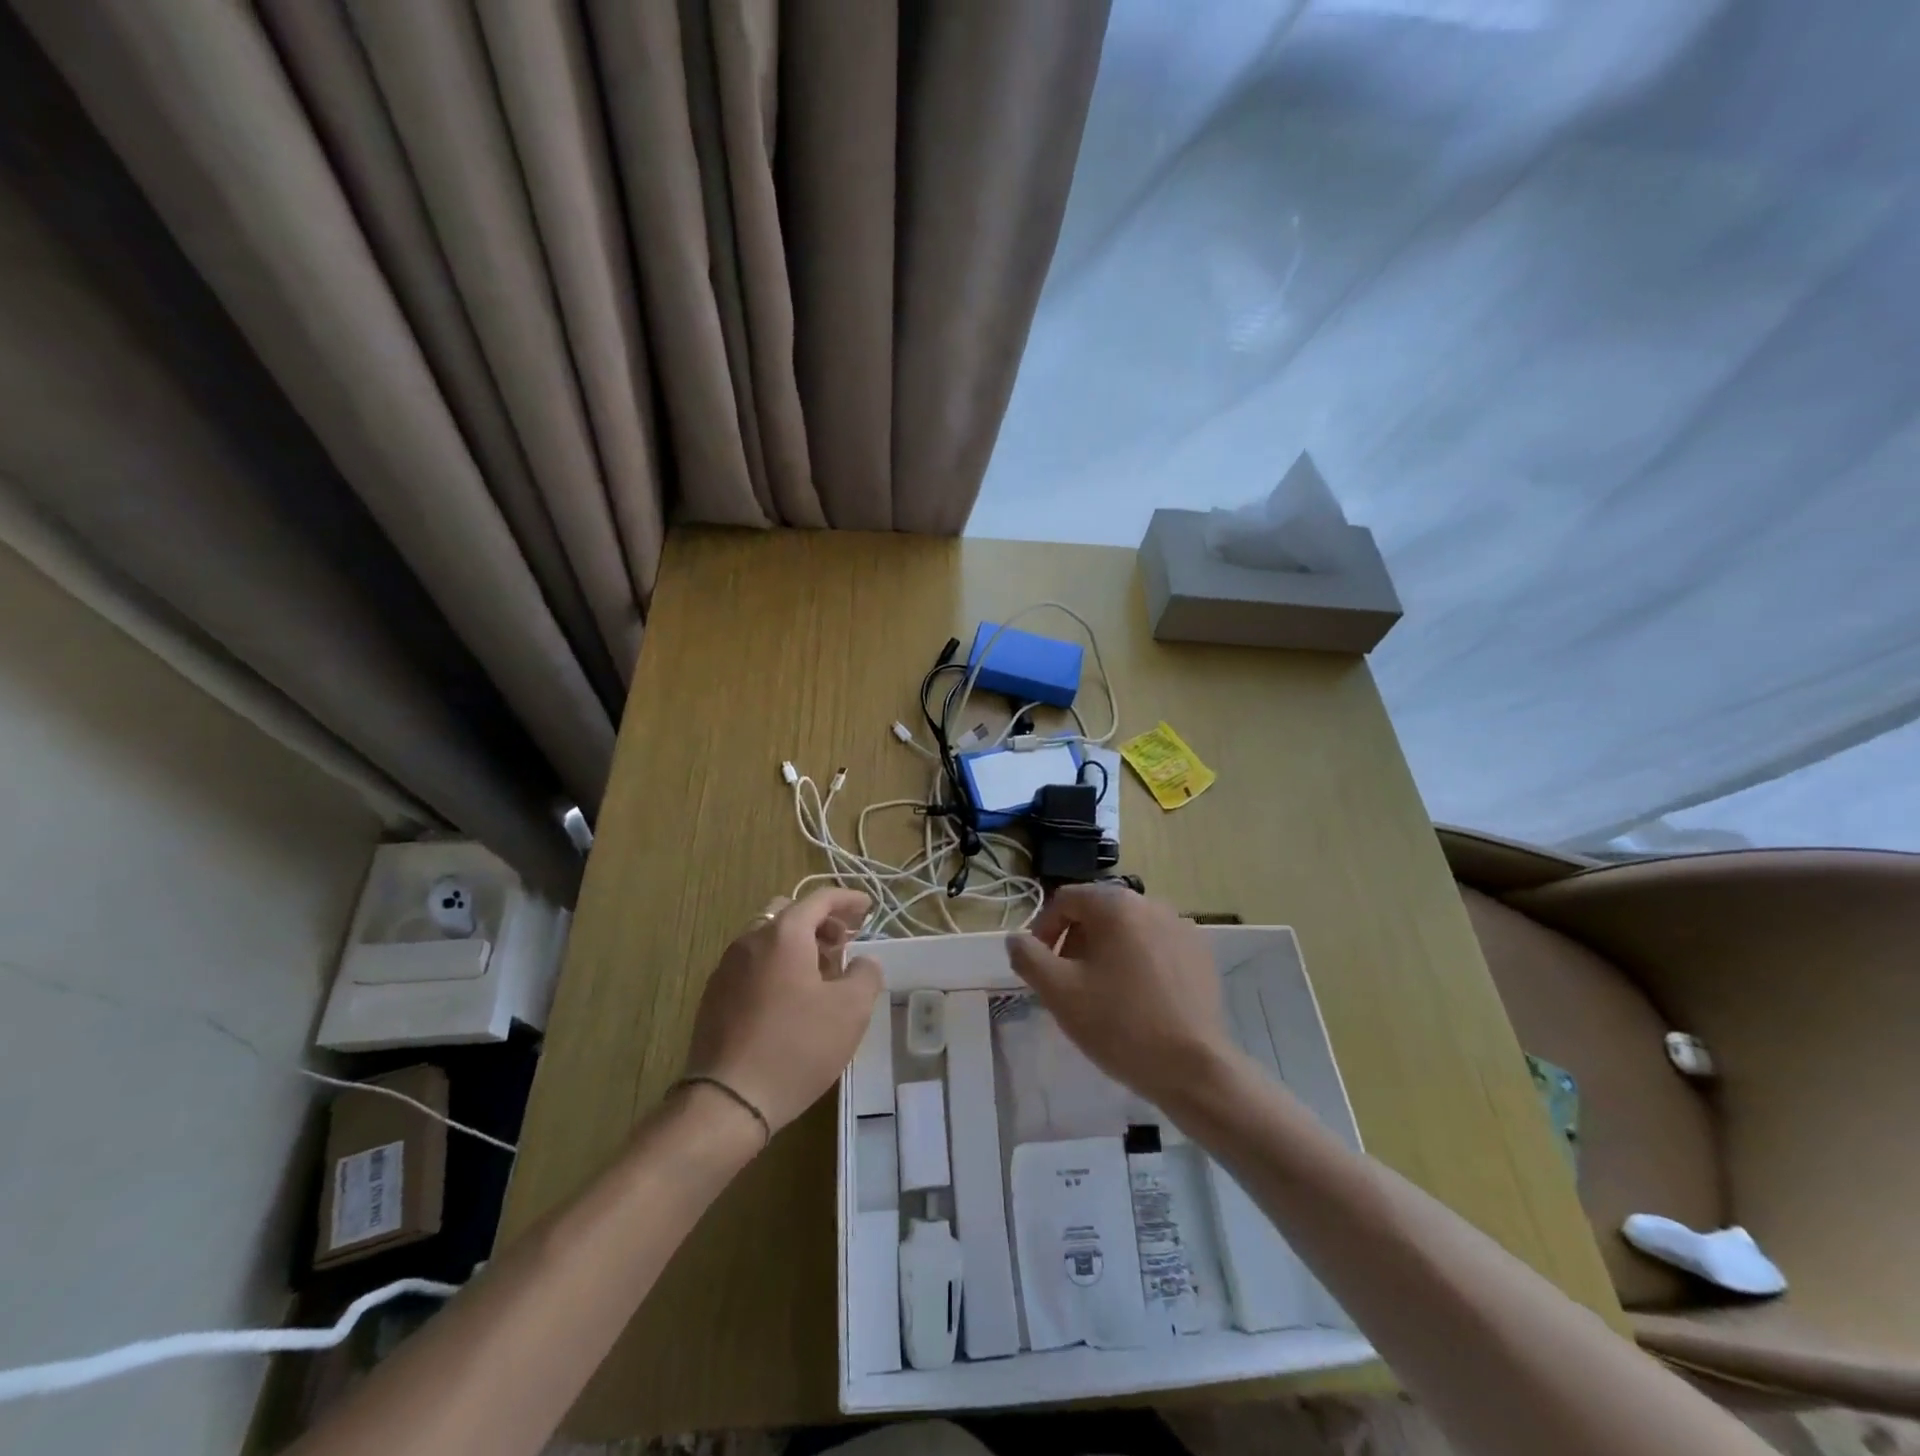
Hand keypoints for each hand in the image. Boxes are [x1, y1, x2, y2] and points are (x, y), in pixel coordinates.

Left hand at [684, 888, 881, 1135]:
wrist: (727, 1101)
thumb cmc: (796, 1047)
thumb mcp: (851, 1010)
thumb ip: (866, 974)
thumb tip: (862, 962)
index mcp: (784, 934)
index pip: (819, 899)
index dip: (847, 899)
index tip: (868, 908)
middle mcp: (750, 940)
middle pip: (789, 913)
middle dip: (820, 922)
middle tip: (844, 944)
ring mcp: (727, 967)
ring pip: (768, 938)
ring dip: (798, 945)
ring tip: (821, 976)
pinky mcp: (714, 995)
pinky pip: (752, 964)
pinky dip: (776, 966)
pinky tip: (791, 1000)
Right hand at [1006, 885, 1238, 1109]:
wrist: (1193, 1069)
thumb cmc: (1119, 1024)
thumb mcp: (1059, 992)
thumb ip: (1029, 957)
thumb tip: (1016, 939)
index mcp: (1116, 905)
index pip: (1066, 899)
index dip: (1044, 929)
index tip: (1040, 966)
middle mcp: (1151, 904)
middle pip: (1098, 912)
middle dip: (1075, 941)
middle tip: (1068, 982)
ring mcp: (1181, 927)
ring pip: (1128, 929)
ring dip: (1106, 952)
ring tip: (1101, 994)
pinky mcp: (1200, 954)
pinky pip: (1156, 946)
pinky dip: (1138, 962)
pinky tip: (1137, 1000)